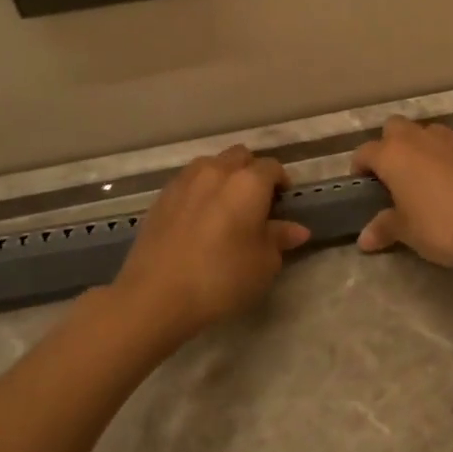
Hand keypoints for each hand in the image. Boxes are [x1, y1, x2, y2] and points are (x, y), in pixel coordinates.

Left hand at [111, 146, 309, 341]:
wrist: (156, 295)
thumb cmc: (222, 277)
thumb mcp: (264, 263)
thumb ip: (280, 239)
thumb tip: (297, 229)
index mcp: (248, 183)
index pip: (272, 167)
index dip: (281, 182)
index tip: (283, 203)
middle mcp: (216, 171)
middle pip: (240, 156)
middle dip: (252, 171)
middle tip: (256, 201)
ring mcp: (184, 181)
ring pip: (210, 164)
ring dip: (223, 176)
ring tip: (224, 206)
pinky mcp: (161, 198)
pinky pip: (187, 182)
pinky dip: (199, 191)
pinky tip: (198, 218)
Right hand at [350, 118, 452, 268]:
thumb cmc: (443, 226)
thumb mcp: (408, 232)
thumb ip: (385, 228)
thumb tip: (364, 239)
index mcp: (393, 155)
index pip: (365, 152)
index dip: (359, 167)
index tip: (362, 185)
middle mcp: (419, 138)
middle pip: (394, 128)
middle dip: (389, 145)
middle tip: (393, 176)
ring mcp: (451, 139)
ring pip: (425, 132)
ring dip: (419, 147)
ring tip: (424, 177)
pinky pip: (452, 143)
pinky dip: (446, 154)